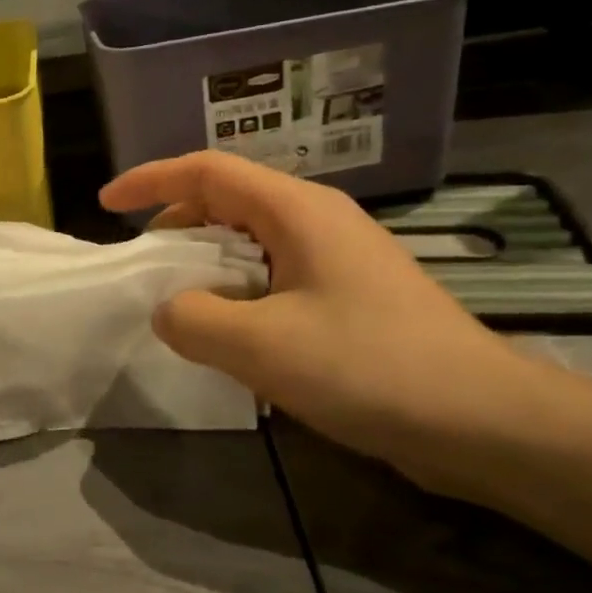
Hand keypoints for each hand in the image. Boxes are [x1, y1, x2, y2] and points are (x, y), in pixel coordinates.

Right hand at [100, 152, 544, 489]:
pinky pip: (274, 276)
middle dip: (175, 224)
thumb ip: (193, 320)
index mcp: (296, 211)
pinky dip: (237, 292)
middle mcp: (317, 221)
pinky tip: (231, 335)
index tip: (106, 205)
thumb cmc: (371, 367)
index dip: (150, 180)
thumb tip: (167, 310)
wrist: (485, 421)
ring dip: (206, 264)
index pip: (206, 171)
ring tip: (179, 302)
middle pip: (227, 200)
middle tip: (143, 264)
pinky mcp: (349, 297)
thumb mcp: (262, 346)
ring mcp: (337, 258)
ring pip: (250, 242)